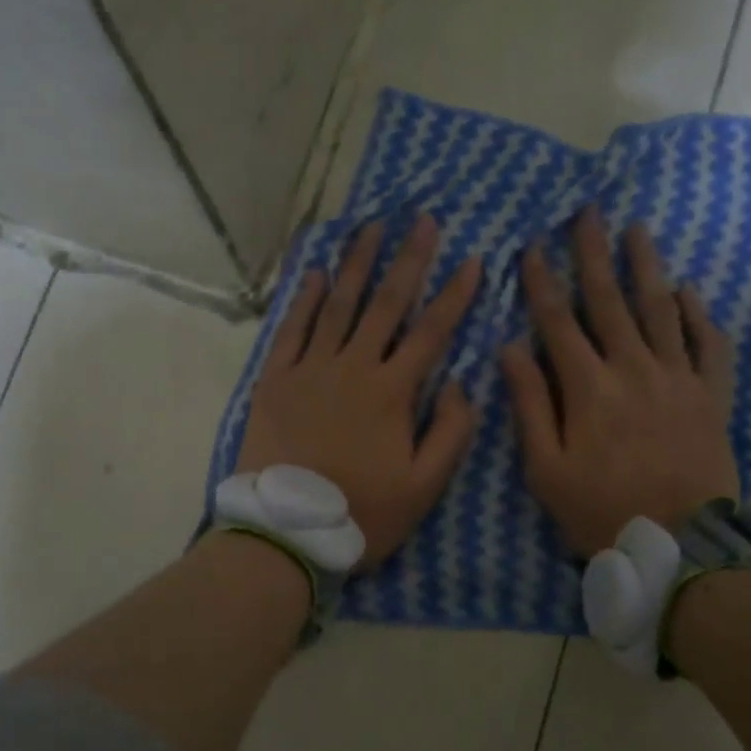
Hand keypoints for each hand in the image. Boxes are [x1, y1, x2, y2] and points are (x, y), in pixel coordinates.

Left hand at [237, 215, 482, 568]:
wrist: (287, 531)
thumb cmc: (362, 513)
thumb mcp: (425, 486)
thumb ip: (451, 431)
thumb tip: (458, 381)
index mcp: (392, 392)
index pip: (432, 331)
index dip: (455, 295)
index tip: (474, 259)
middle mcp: (353, 367)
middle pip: (386, 304)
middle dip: (408, 259)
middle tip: (421, 219)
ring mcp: (310, 369)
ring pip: (339, 305)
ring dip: (357, 264)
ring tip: (370, 227)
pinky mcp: (276, 380)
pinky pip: (292, 329)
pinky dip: (305, 299)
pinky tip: (317, 273)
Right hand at [501, 209, 737, 556]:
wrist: (679, 546)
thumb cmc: (600, 510)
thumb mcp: (546, 468)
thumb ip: (530, 404)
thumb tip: (510, 348)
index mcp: (589, 387)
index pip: (558, 321)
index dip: (541, 282)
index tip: (529, 247)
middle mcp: (634, 369)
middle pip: (610, 301)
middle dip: (594, 254)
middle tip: (588, 212)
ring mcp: (679, 378)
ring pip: (661, 309)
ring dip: (646, 266)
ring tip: (637, 230)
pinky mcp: (711, 395)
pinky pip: (709, 344)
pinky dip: (699, 314)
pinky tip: (688, 290)